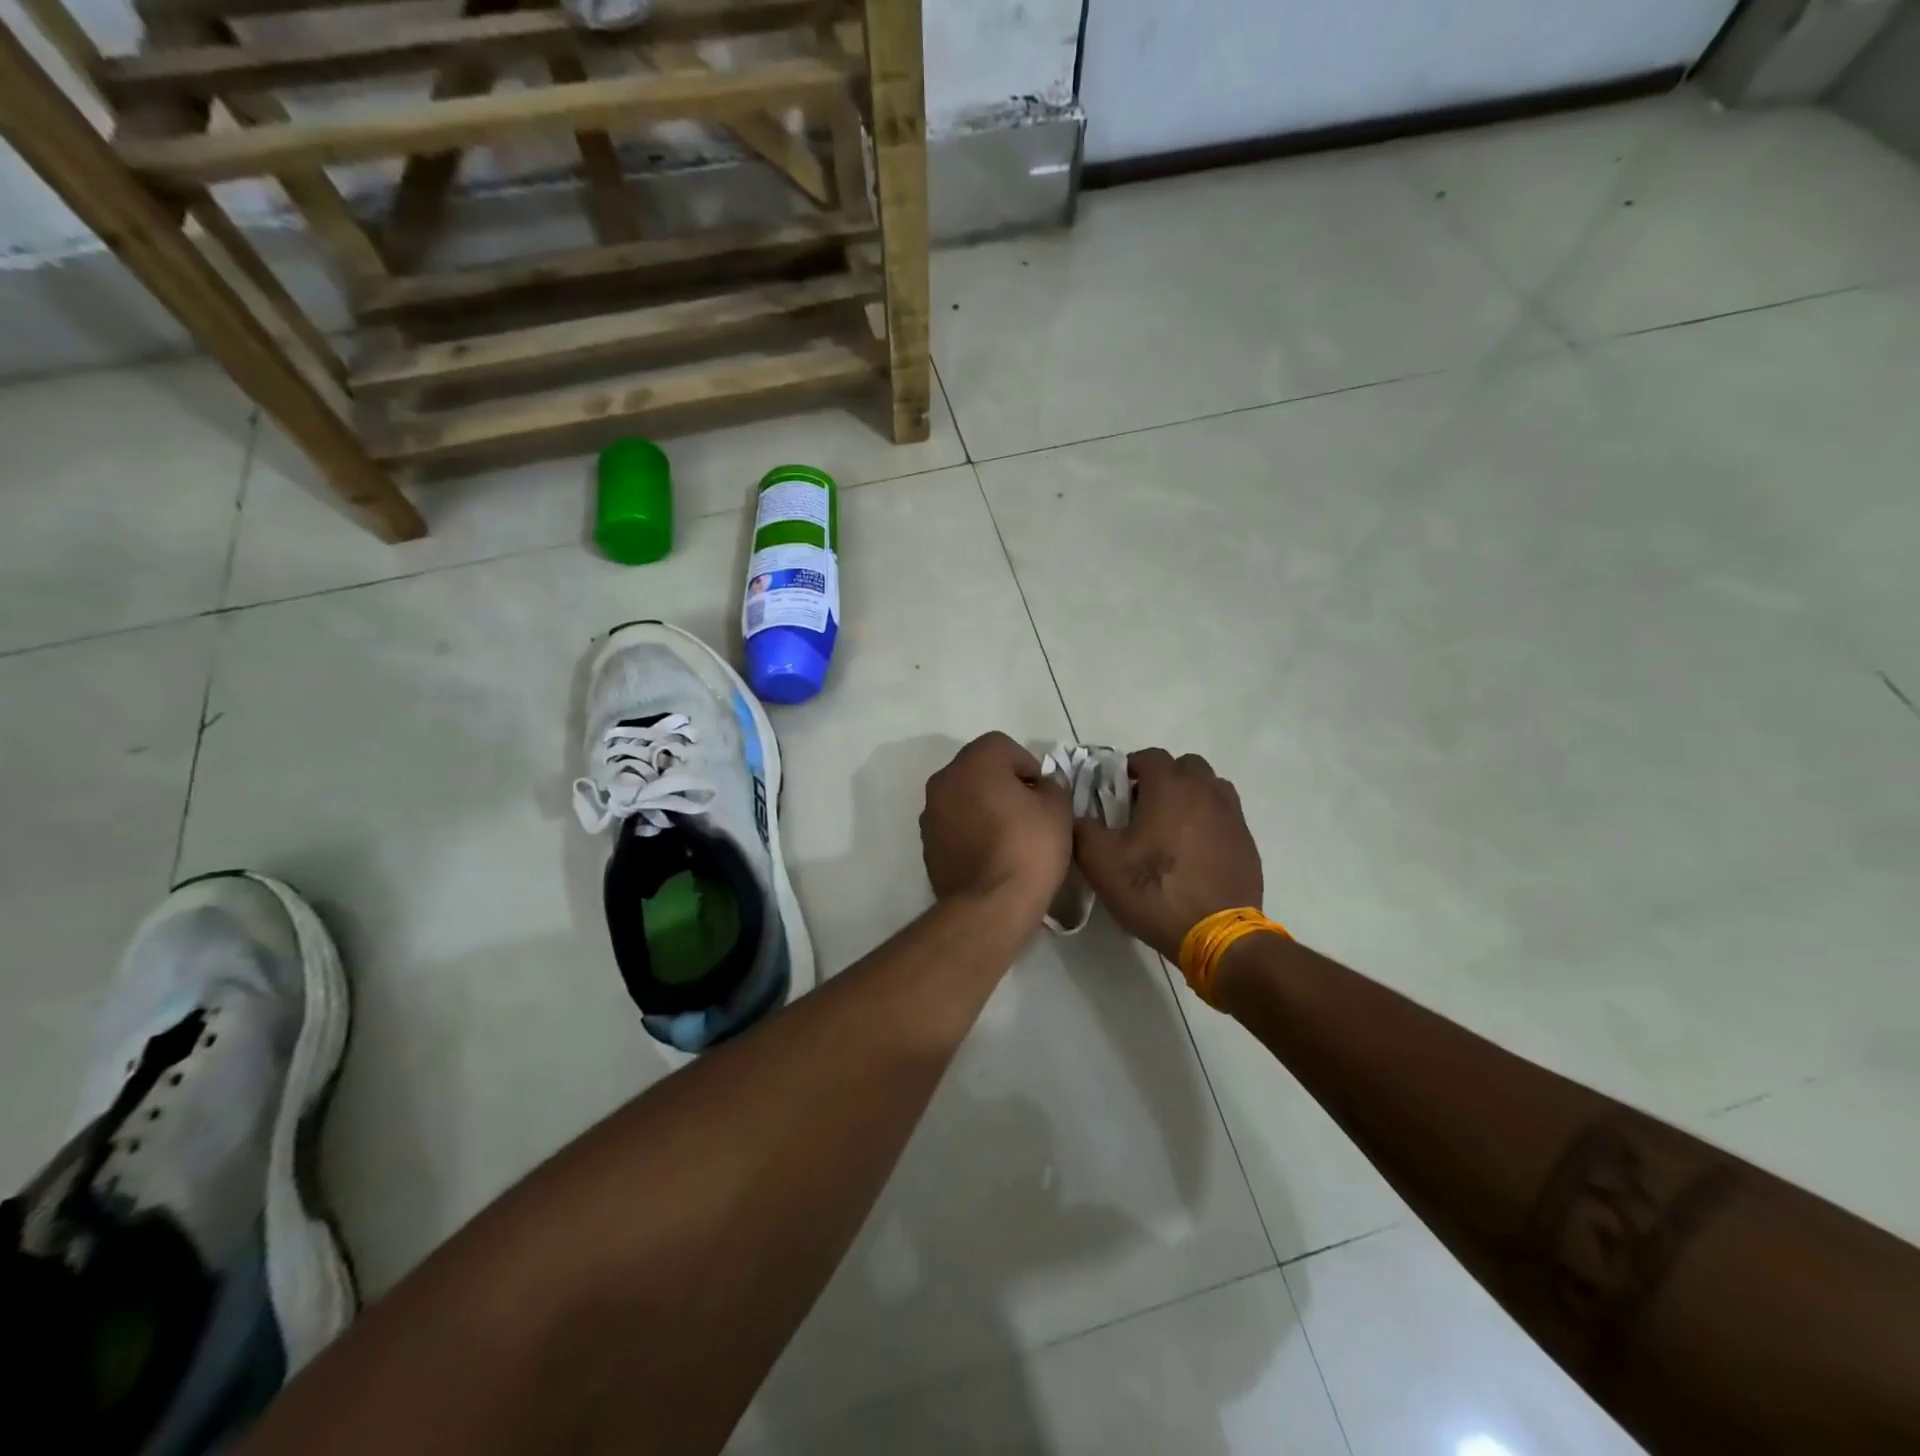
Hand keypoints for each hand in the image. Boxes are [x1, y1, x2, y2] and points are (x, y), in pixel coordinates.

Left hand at [921, 732, 1072, 920]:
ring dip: (983, 806)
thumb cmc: (1028, 848)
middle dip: (1003, 784)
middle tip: (1029, 813)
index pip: (1002, 746)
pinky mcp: (927, 844)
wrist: (989, 905)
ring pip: (963, 797)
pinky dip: (970, 830)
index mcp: (974, 762)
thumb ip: (1052, 786)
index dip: (1027, 766)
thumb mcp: (1058, 810)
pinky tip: (990, 855)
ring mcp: (930, 813)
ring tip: (1009, 837)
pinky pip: (954, 825)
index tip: (1042, 795)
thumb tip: (1042, 786)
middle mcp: (944, 780)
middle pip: (978, 769)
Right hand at [1074, 749, 1262, 960]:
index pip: (1150, 756)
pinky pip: (1225, 817)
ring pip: (1210, 788)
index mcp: (1170, 786)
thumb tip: (1077, 815)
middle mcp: (1205, 790)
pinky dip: (1208, 822)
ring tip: (1172, 827)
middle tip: (1144, 806)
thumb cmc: (1153, 890)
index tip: (1117, 791)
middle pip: (1185, 766)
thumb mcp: (1100, 862)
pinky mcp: (1247, 842)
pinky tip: (1194, 852)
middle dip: (1164, 778)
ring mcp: (1232, 815)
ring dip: (1191, 796)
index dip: (1130, 768)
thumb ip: (1082, 829)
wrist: (1216, 934)